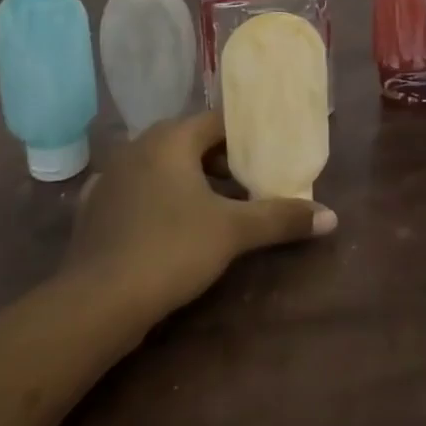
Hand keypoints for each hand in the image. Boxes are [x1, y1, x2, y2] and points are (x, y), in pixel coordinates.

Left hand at [63, 112, 336, 317]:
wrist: (96, 303)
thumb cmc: (170, 250)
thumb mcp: (233, 232)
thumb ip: (280, 218)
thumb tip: (331, 217)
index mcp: (170, 138)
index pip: (217, 122)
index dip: (246, 136)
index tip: (269, 152)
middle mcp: (137, 146)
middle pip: (190, 143)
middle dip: (221, 162)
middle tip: (251, 183)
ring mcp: (111, 177)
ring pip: (162, 168)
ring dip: (190, 183)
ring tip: (218, 208)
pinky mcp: (94, 209)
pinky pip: (136, 194)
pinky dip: (157, 203)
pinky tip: (169, 226)